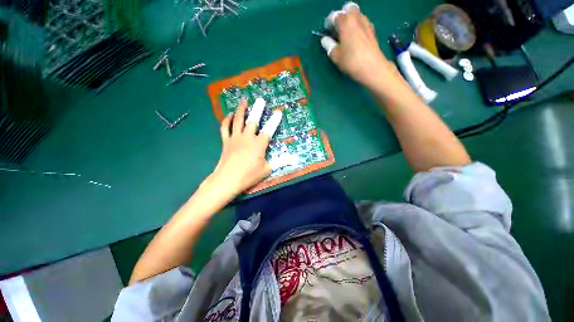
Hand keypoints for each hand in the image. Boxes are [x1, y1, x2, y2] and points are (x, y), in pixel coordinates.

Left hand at [208, 98, 281, 195]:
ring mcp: (235, 138)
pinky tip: (229, 114)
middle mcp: (247, 137)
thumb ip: (280, 162)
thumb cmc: (249, 175)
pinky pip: (225, 127)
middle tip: (260, 99)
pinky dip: (227, 120)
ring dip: (241, 109)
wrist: (228, 180)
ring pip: (238, 120)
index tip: (278, 111)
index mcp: (259, 144)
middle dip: (258, 109)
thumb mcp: (267, 169)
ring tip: (244, 100)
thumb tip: (295, 159)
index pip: (269, 130)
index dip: (274, 120)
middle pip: (253, 120)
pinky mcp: (226, 141)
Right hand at [321, 2, 399, 89]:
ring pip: (356, 14)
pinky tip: (354, 38)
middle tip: (337, 30)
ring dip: (350, 21)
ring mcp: (366, 23)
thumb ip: (329, 46)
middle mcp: (357, 17)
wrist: (372, 68)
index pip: (334, 16)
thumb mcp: (336, 56)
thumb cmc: (351, 61)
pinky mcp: (372, 30)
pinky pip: (362, 22)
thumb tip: (325, 40)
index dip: (328, 23)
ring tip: (345, 35)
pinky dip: (357, 26)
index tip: (326, 33)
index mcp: (346, 21)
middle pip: (347, 9)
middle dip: (341, 17)